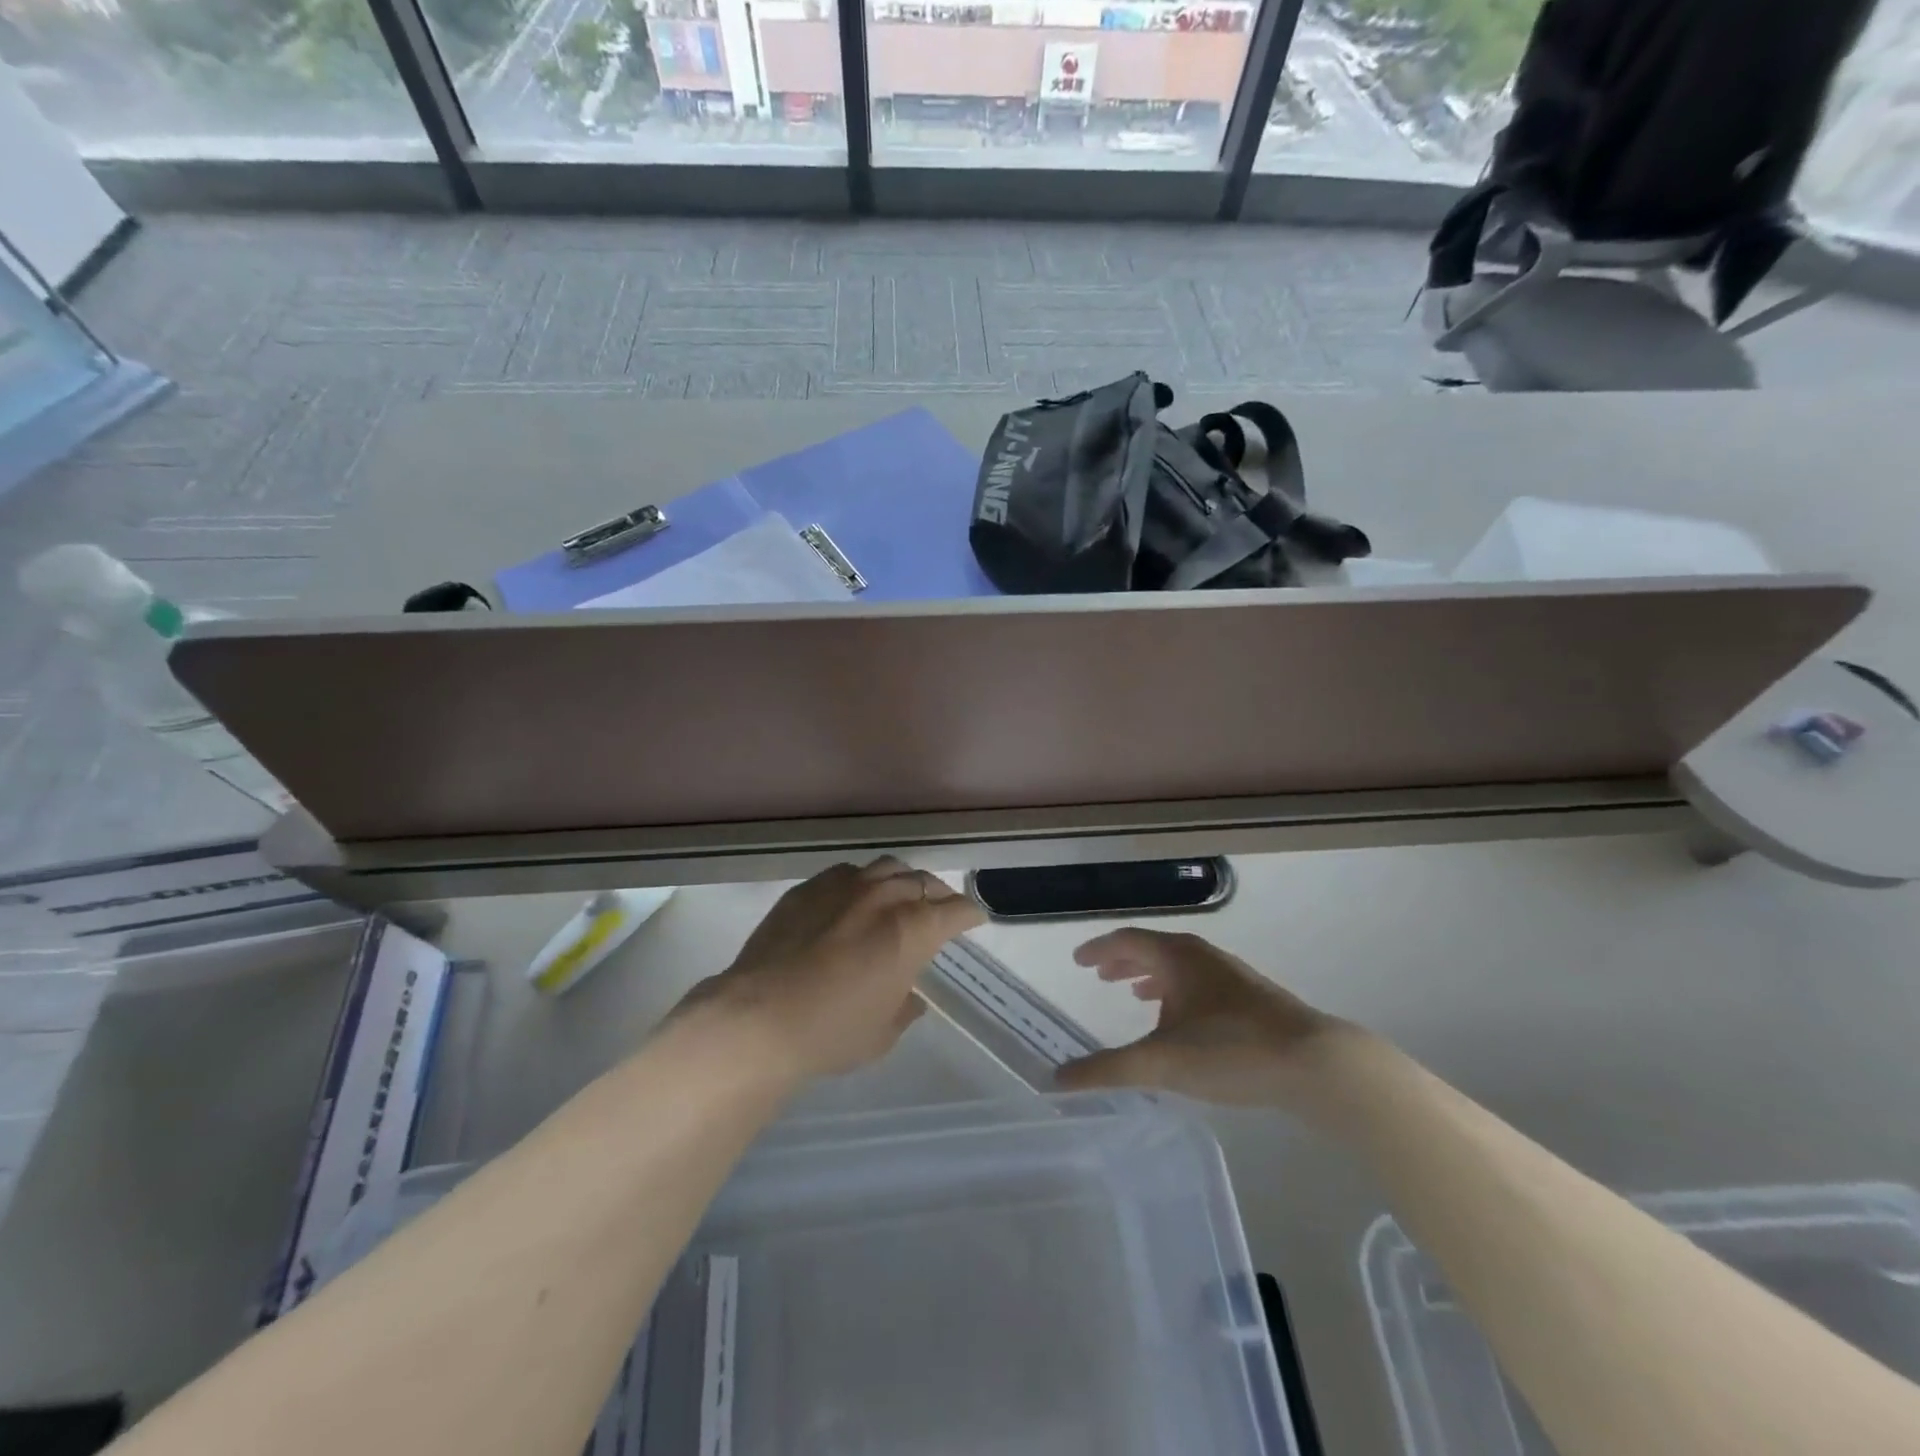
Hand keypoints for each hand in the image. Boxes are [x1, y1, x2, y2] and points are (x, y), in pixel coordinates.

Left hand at [684, 858, 985, 1082]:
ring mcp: (843, 886)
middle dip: (938, 895)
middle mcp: (883, 896)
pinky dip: (862, 883)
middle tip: (939, 911)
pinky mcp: (808, 888)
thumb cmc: (832, 1032)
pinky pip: (847, 874)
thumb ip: (905, 1008)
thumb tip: (911, 997)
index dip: (969, 914)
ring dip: (902, 882)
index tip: (973, 919)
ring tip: (899, 898)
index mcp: (912, 929)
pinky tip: (853, 900)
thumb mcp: (883, 1033)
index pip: (955, 910)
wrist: (758, 1017)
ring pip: (886, 868)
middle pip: (923, 882)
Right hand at [1055, 929, 1358, 1109]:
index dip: (1099, 949)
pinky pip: (1199, 984)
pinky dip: (1177, 992)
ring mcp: (1230, 976)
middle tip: (1099, 974)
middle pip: (1153, 949)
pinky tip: (1182, 1022)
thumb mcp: (1162, 1063)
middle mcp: (1201, 956)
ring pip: (1179, 967)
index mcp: (1176, 956)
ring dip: (1152, 976)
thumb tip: (1057, 1079)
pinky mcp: (1252, 999)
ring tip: (1135, 995)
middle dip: (1123, 961)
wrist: (1316, 1063)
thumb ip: (1108, 1070)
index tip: (1078, 961)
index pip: (1127, 940)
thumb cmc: (1231, 1050)